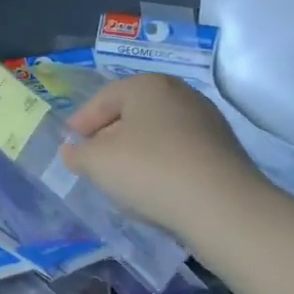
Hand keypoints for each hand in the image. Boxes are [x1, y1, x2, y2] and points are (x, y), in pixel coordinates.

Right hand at [60, 75, 268, 244]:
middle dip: (109, 136)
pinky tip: (154, 189)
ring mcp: (207, 121)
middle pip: (131, 114)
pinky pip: (179, 153)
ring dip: (136, 152)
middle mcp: (180, 93)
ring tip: (122, 180)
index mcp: (147, 85)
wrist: (223, 208)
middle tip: (92, 161)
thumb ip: (77, 153)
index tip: (70, 146)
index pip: (102, 99)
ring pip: (156, 134)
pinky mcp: (224, 151)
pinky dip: (161, 165)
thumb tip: (74, 152)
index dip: (80, 123)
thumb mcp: (95, 162)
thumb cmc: (149, 171)